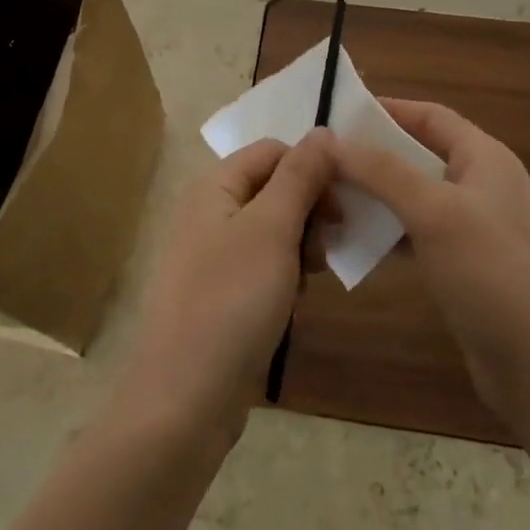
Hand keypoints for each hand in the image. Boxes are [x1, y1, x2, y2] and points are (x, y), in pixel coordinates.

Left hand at [116, 130, 335, 443]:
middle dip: (310, 210)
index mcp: (215, 186)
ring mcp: (215, 255)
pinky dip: (288, 274)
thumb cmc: (231, 301)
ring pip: (275, 228)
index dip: (312, 167)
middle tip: (329, 246)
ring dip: (303, 244)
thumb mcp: (272, 229)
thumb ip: (299, 176)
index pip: (273, 151)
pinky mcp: (224, 293)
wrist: (185, 399)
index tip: (343, 203)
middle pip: (275, 187)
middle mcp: (211, 212)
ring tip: (312, 278)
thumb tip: (323, 130)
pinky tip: (297, 301)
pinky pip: (266, 265)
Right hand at [330, 100, 529, 427]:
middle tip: (323, 161)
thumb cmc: (494, 274)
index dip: (386, 110)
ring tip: (327, 199)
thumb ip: (384, 172)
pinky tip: (355, 244)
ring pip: (415, 198)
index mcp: (484, 158)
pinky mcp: (465, 267)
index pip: (429, 116)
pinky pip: (418, 236)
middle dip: (373, 155)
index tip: (336, 115)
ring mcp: (474, 228)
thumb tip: (333, 140)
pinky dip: (388, 234)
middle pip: (418, 155)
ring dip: (376, 197)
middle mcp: (481, 185)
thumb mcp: (436, 213)